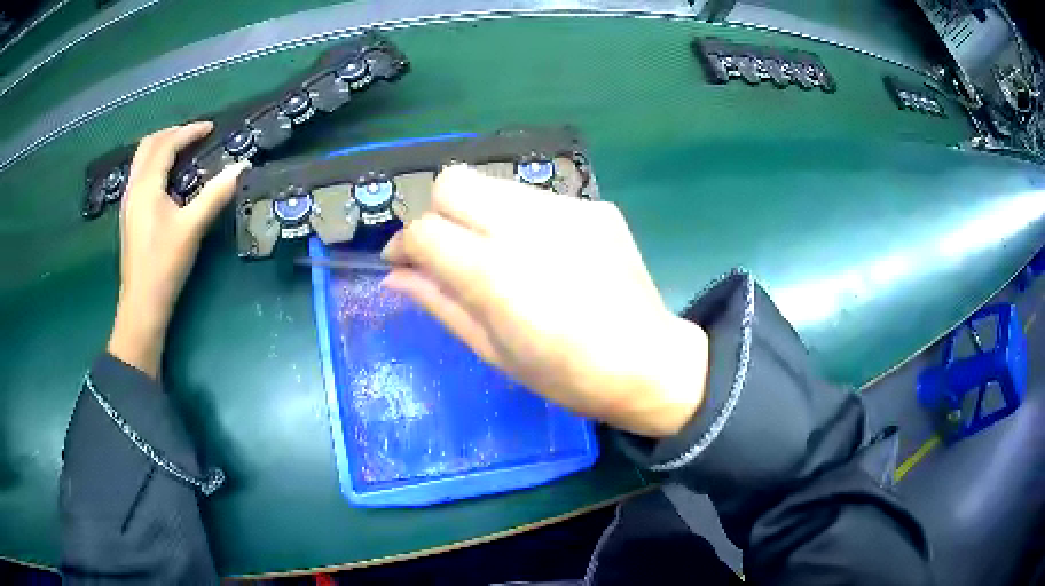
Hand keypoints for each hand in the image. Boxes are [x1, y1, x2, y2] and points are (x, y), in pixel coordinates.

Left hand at [107, 122, 249, 377]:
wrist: (142, 305)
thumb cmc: (165, 265)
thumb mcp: (192, 228)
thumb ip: (216, 194)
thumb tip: (243, 166)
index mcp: (147, 185)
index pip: (167, 145)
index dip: (189, 132)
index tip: (211, 128)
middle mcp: (134, 187)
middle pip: (148, 145)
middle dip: (171, 133)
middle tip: (194, 135)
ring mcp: (128, 202)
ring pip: (141, 160)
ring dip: (161, 147)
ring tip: (181, 150)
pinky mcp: (129, 216)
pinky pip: (139, 175)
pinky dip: (154, 164)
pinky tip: (166, 178)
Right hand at [382, 166, 708, 437]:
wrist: (648, 362)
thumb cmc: (566, 375)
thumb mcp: (494, 351)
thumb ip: (440, 304)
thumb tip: (395, 276)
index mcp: (495, 274)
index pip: (424, 231)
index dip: (402, 245)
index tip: (404, 264)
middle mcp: (526, 226)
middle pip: (452, 182)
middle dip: (437, 213)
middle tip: (448, 252)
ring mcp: (566, 209)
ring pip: (493, 185)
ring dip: (478, 213)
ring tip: (496, 254)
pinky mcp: (594, 206)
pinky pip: (535, 199)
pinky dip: (520, 219)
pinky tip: (542, 255)